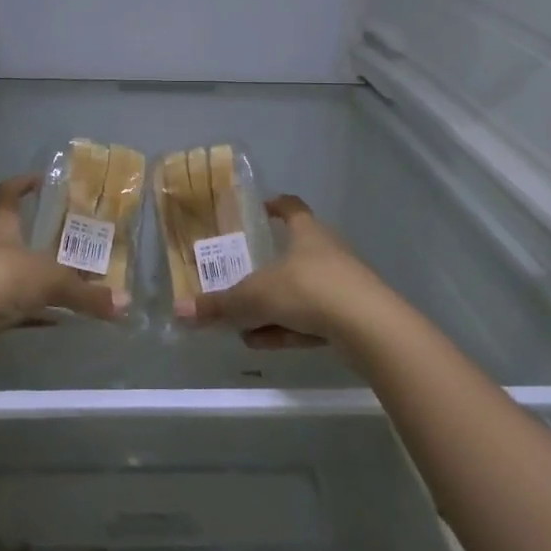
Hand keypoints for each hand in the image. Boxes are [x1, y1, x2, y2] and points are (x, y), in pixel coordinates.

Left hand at [0, 174, 127, 337]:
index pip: (7, 193)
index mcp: (1, 225)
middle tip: (68, 238)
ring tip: (65, 279)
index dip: (22, 183)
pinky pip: (8, 304)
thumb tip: (125, 303)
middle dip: (36, 235)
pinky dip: (29, 309)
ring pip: (10, 270)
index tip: (41, 180)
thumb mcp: (51, 282)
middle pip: (10, 233)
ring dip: (33, 274)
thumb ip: (88, 294)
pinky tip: (51, 319)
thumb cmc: (1, 279)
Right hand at [179, 195, 394, 349]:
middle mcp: (327, 251)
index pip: (291, 207)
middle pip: (294, 252)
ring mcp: (343, 284)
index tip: (259, 209)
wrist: (370, 328)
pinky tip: (266, 343)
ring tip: (244, 325)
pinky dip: (289, 327)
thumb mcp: (255, 297)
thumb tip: (180, 311)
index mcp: (307, 232)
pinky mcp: (352, 316)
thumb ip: (220, 305)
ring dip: (274, 305)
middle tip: (240, 277)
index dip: (274, 206)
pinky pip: (313, 317)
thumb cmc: (309, 290)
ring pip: (301, 290)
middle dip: (266, 267)